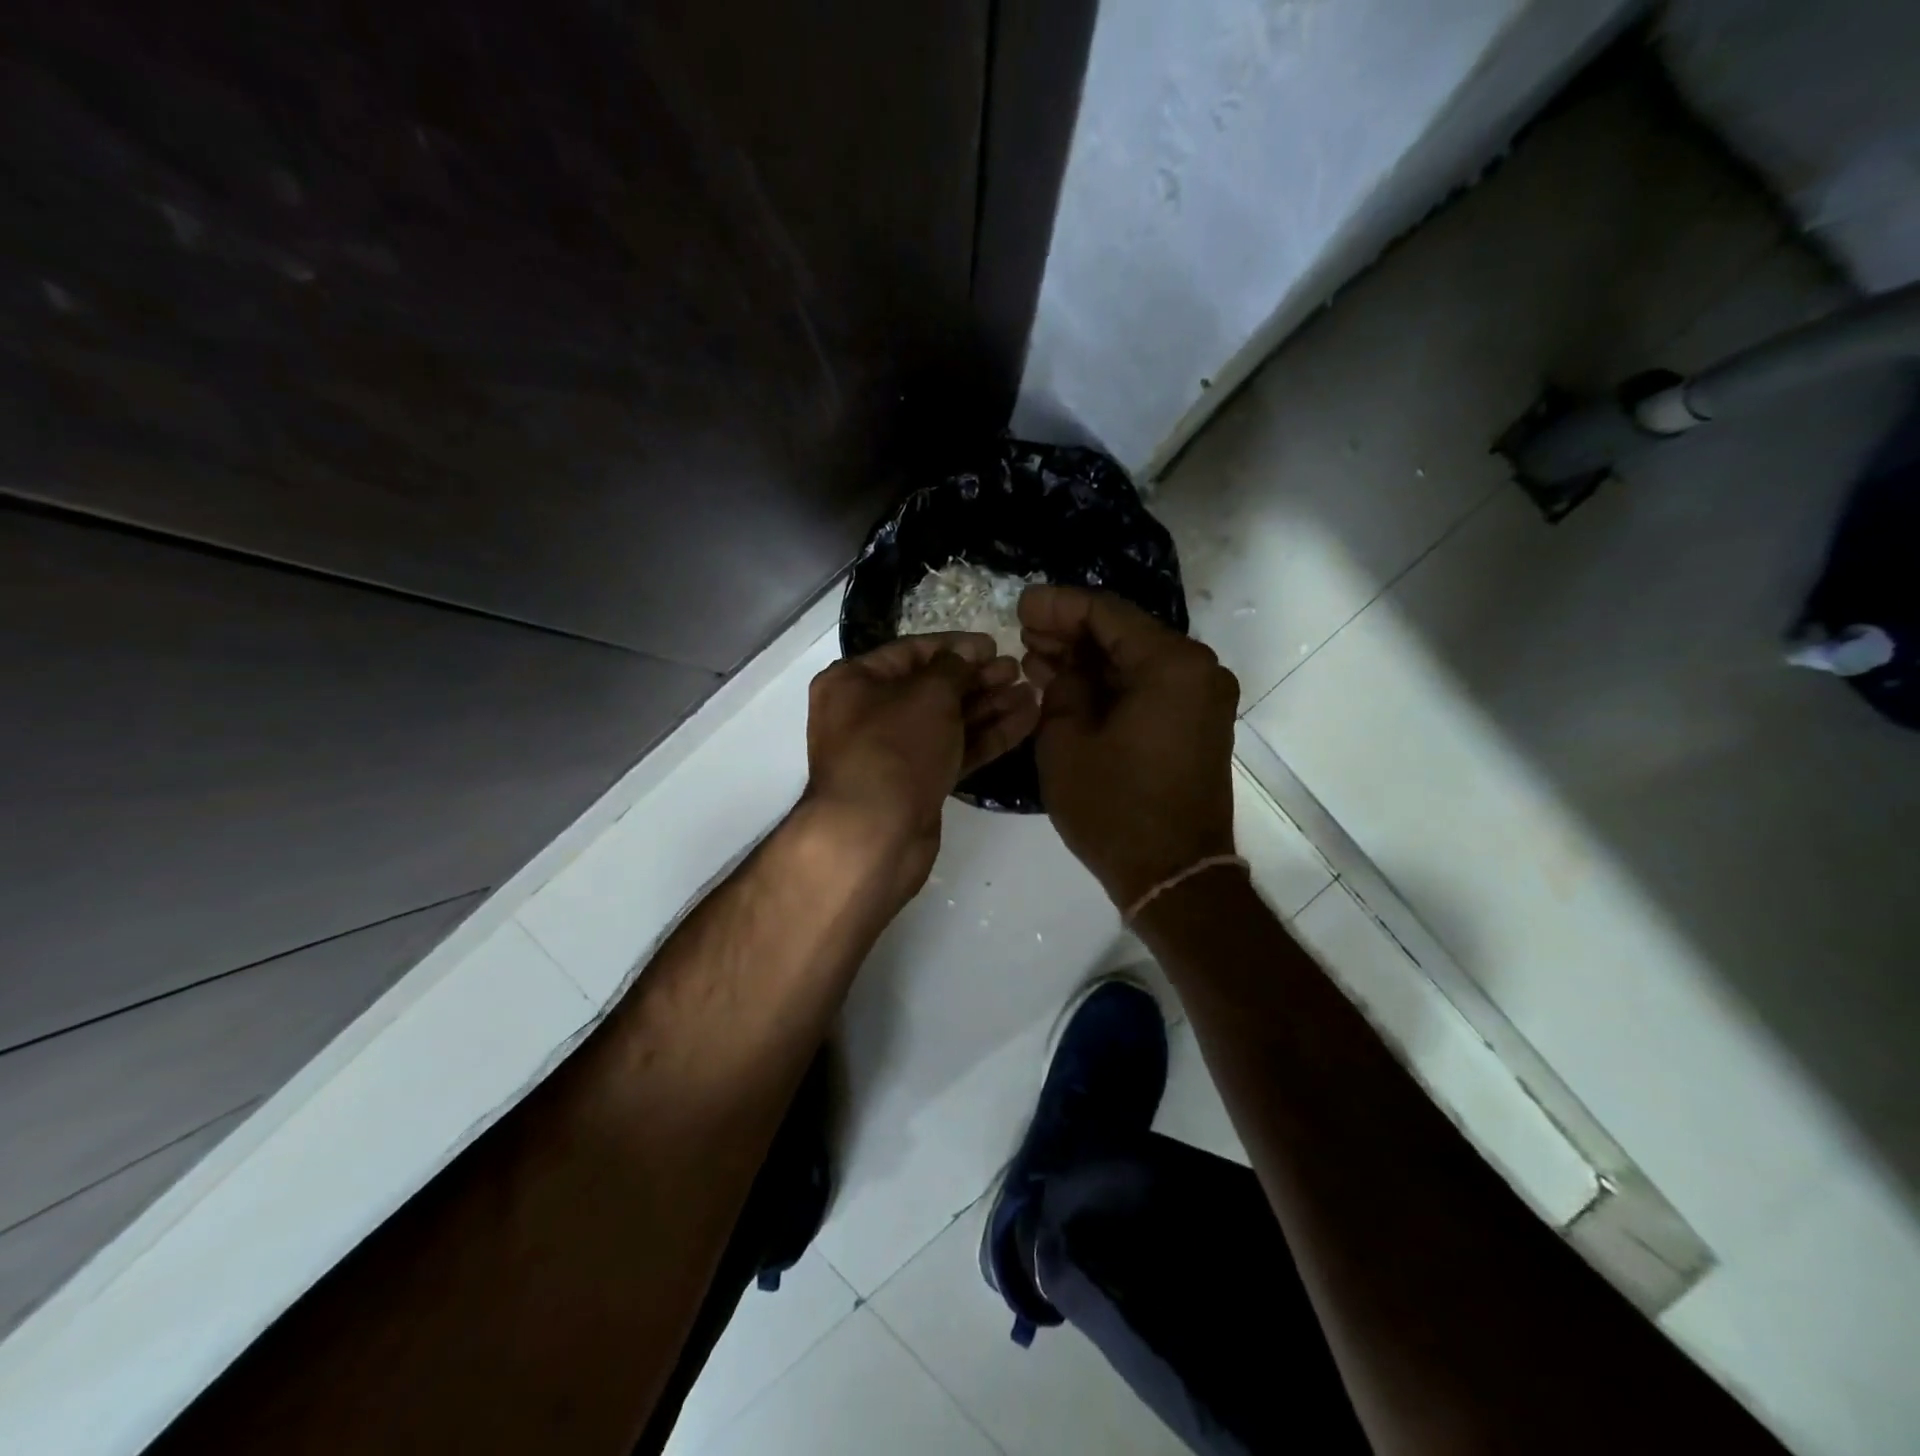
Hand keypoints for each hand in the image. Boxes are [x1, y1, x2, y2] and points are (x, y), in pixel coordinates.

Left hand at [803, 632, 1039, 903]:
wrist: (875, 834)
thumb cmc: (894, 748)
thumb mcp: (927, 695)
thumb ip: (953, 668)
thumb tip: (967, 655)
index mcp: (853, 682)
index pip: (911, 652)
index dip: (955, 647)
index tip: (993, 645)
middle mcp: (868, 713)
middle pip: (932, 688)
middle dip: (977, 679)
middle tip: (1017, 670)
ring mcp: (894, 752)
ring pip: (947, 721)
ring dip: (989, 707)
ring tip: (1031, 693)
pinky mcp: (917, 783)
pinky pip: (954, 750)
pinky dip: (987, 737)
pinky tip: (1026, 721)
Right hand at [1020, 586, 1238, 909]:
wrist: (1173, 875)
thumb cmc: (1114, 808)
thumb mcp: (1066, 741)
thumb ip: (1062, 685)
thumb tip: (1064, 664)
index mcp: (1171, 664)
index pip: (1106, 613)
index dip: (1057, 605)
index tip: (1020, 604)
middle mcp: (1197, 670)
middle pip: (1124, 633)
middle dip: (1070, 631)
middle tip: (1023, 630)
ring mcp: (1201, 698)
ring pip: (1134, 661)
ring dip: (1087, 658)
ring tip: (1036, 656)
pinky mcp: (1195, 723)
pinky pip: (1147, 687)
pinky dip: (1109, 684)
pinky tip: (1067, 684)